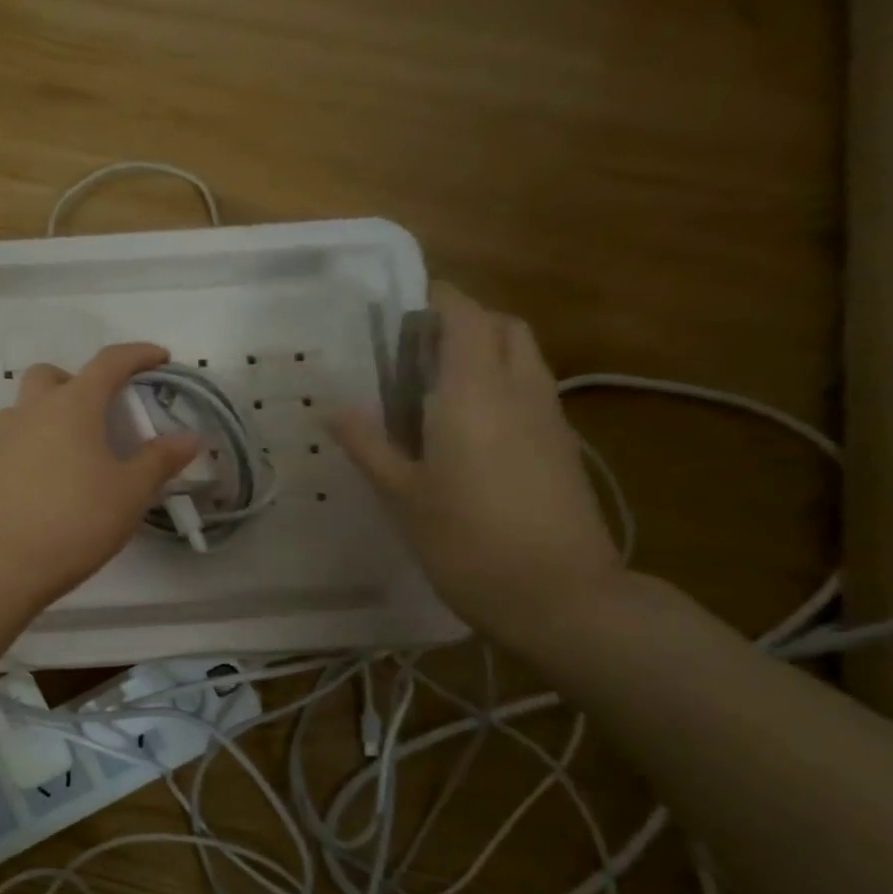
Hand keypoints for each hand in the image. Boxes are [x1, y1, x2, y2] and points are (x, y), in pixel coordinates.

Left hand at [0, 343, 198, 614]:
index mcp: (72, 405)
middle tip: (102, 410)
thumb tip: (190, 436)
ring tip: (76, 450)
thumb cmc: (72, 523)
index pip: (109, 363)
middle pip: (52, 376)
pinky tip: (48, 480)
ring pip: (26, 408)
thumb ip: (160, 460)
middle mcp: (31, 411)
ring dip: (51, 413)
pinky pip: (13, 440)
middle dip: (80, 381)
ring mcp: (0, 439)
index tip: (160, 357)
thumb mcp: (129, 494)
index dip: (138, 355)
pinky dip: (34, 445)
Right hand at [325, 282, 624, 650]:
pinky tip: (471, 427)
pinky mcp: (563, 444)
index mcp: (472, 393)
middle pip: (503, 327)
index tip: (403, 307)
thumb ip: (367, 444)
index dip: (438, 299)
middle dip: (465, 321)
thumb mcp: (402, 494)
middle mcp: (519, 390)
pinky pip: (533, 389)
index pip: (465, 316)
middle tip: (417, 349)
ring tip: (439, 387)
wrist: (559, 594)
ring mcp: (549, 417)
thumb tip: (329, 407)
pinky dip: (503, 383)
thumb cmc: (466, 542)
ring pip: (524, 357)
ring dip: (488, 351)